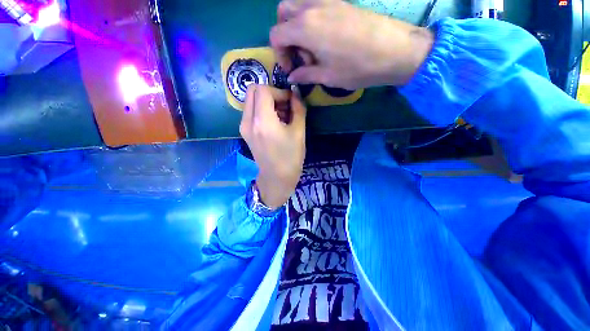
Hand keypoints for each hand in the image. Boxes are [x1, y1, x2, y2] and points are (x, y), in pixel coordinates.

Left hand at [240, 85, 306, 208]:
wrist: (277, 178)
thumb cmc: (291, 157)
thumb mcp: (299, 132)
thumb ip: (298, 108)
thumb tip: (296, 93)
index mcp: (262, 121)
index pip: (263, 90)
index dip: (279, 91)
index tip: (290, 101)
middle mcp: (248, 121)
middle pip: (253, 90)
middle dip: (270, 93)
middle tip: (284, 105)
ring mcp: (243, 126)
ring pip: (251, 100)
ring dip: (266, 101)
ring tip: (281, 115)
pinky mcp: (244, 132)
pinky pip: (251, 111)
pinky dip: (262, 110)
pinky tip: (274, 122)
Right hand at [270, 0, 433, 89]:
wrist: (395, 50)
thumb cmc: (358, 68)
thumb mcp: (327, 76)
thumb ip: (305, 75)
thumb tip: (292, 77)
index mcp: (306, 28)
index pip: (276, 34)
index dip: (279, 54)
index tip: (291, 68)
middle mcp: (312, 8)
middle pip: (283, 13)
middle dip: (285, 36)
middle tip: (300, 55)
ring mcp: (328, 1)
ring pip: (298, 6)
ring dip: (297, 26)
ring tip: (312, 48)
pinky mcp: (340, 2)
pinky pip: (315, 6)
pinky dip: (311, 20)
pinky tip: (324, 39)